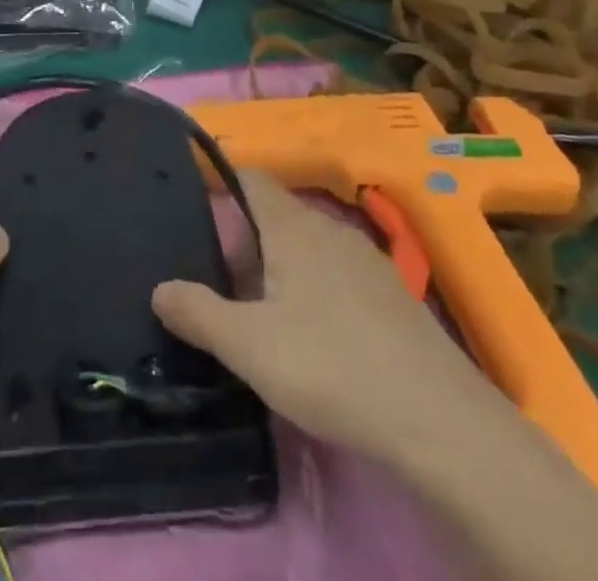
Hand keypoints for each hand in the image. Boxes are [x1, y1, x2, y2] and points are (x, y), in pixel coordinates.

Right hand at [152, 170, 483, 470]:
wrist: (438, 420)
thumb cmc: (331, 367)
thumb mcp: (249, 347)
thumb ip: (198, 313)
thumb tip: (159, 288)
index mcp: (292, 226)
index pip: (251, 177)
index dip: (222, 180)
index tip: (194, 200)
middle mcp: (330, 229)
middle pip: (277, 215)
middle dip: (245, 238)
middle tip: (217, 278)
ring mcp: (367, 261)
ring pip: (309, 247)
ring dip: (279, 267)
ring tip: (257, 310)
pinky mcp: (392, 296)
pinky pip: (337, 275)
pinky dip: (313, 289)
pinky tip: (311, 336)